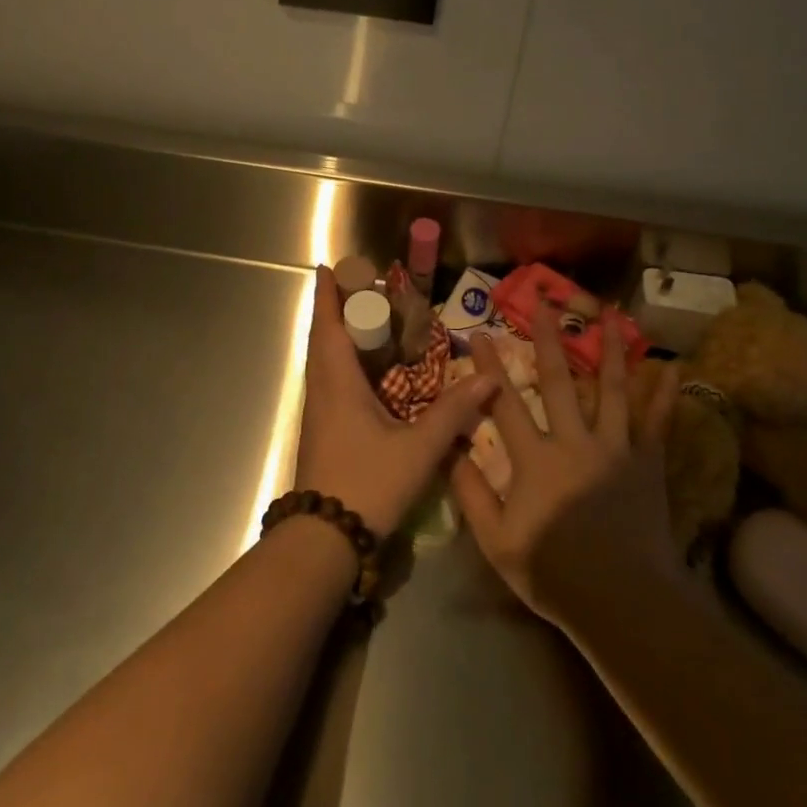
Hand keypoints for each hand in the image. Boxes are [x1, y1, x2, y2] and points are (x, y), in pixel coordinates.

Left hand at [292, 266, 493, 536]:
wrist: (324, 540)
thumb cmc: (368, 483)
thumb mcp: (418, 449)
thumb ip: (453, 413)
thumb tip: (488, 378)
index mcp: (337, 383)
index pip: (328, 326)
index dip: (328, 295)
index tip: (328, 267)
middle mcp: (322, 391)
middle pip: (324, 339)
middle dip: (338, 310)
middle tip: (364, 291)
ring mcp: (318, 413)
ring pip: (324, 362)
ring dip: (339, 337)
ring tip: (369, 324)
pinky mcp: (322, 432)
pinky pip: (330, 383)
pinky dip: (344, 364)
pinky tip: (368, 375)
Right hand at [450, 311, 682, 626]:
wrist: (623, 602)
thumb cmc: (553, 572)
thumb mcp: (496, 540)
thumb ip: (470, 492)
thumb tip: (448, 449)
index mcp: (534, 459)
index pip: (504, 402)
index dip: (489, 367)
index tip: (480, 333)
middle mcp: (574, 442)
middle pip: (556, 380)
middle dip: (547, 336)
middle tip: (543, 299)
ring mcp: (615, 449)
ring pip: (612, 389)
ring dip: (610, 348)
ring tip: (610, 312)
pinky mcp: (647, 464)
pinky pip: (657, 423)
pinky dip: (665, 395)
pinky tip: (673, 367)